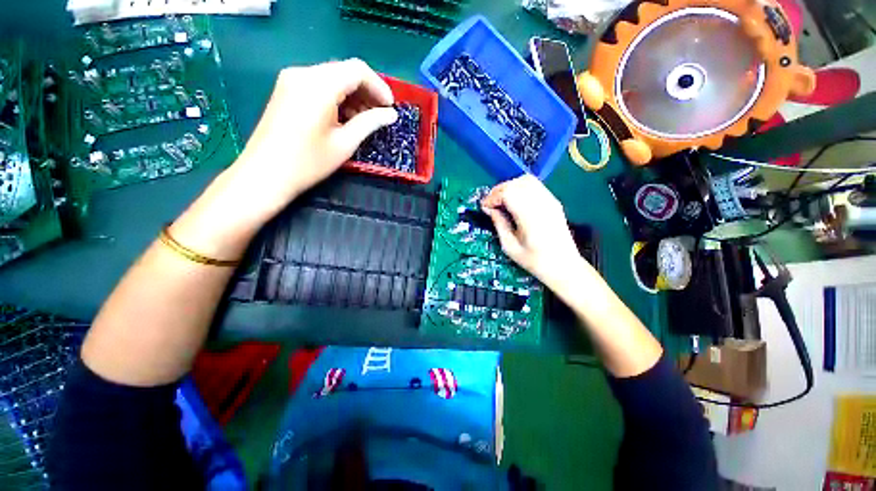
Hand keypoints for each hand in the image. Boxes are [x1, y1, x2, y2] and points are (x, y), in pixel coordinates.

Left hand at [231, 58, 397, 217]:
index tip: (390, 108)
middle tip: (379, 116)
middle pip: (344, 71)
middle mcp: (303, 73)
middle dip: (366, 91)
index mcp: (319, 85)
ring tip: (364, 120)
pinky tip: (344, 117)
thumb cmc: (308, 162)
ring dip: (352, 95)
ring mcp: (291, 79)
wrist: (265, 173)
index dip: (379, 87)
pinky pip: (319, 85)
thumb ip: (370, 123)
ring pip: (332, 77)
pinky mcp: (286, 89)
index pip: (358, 70)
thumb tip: (391, 114)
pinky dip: (337, 97)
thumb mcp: (345, 144)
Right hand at [481, 175, 585, 289]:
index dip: (493, 197)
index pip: (508, 193)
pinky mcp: (554, 201)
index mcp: (530, 217)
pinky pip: (535, 185)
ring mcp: (550, 201)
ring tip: (502, 201)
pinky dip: (521, 188)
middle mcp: (541, 204)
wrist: (564, 266)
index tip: (484, 207)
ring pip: (526, 180)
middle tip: (491, 204)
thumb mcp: (510, 247)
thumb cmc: (535, 261)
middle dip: (499, 190)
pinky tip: (515, 201)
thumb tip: (489, 209)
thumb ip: (499, 224)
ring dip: (510, 187)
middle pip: (516, 183)